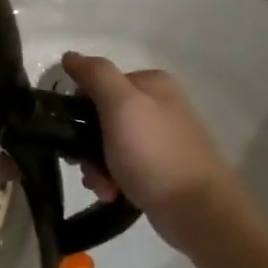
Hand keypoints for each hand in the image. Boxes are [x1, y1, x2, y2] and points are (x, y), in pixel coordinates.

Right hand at [61, 52, 263, 251]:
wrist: (198, 211)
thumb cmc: (154, 153)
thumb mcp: (121, 105)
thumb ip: (95, 75)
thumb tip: (70, 56)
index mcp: (152, 83)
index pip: (97, 84)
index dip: (79, 108)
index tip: (71, 133)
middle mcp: (158, 105)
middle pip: (101, 117)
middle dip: (86, 144)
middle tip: (84, 165)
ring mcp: (160, 138)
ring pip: (108, 144)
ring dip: (96, 166)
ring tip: (102, 186)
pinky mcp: (160, 168)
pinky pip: (122, 166)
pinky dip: (112, 179)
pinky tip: (112, 194)